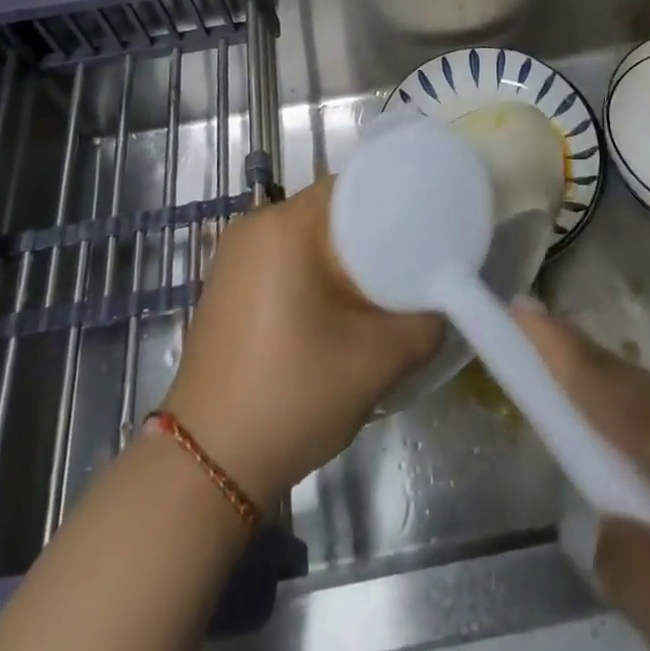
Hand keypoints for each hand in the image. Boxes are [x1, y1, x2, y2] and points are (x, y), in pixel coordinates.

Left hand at [162, 177, 442, 506]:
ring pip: (308, 235)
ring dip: (343, 255)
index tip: (426, 227)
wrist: (207, 465)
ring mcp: (234, 254)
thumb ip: (425, 323)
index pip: (353, 185)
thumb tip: (442, 301)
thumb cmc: (292, 397)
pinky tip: (336, 307)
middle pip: (331, 210)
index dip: (395, 200)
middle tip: (411, 263)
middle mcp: (254, 224)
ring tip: (380, 287)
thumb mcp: (377, 362)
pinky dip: (314, 270)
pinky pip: (284, 256)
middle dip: (372, 233)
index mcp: (285, 224)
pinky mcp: (227, 282)